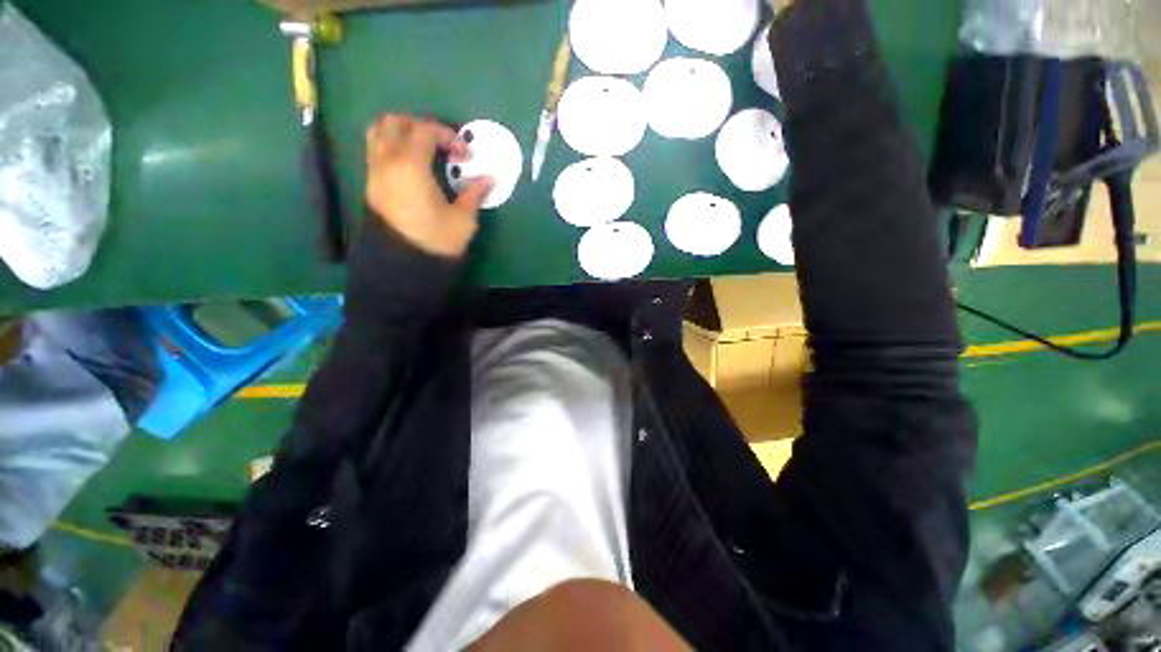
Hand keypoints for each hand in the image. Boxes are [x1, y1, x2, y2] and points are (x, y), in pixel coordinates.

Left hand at [365, 114, 493, 257]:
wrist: (404, 266)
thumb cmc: (436, 241)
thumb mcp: (463, 219)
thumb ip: (474, 193)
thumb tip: (489, 178)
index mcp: (410, 165)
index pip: (425, 130)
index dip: (449, 136)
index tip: (466, 156)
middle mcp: (386, 161)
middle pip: (394, 122)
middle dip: (421, 126)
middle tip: (441, 143)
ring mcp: (374, 172)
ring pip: (378, 133)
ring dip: (401, 133)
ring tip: (424, 150)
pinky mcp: (371, 186)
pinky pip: (376, 152)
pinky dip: (393, 148)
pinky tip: (413, 167)